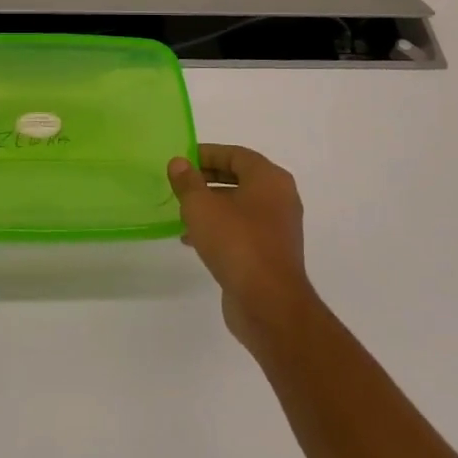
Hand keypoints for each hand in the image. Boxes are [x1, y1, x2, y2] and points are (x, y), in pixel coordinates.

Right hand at [168, 144, 315, 351]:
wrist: (269, 303)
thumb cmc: (236, 243)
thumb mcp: (201, 206)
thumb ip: (187, 181)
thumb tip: (179, 163)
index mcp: (269, 178)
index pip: (236, 154)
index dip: (207, 154)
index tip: (182, 160)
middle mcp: (279, 198)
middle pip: (239, 178)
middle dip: (207, 180)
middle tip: (180, 185)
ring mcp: (278, 228)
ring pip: (239, 206)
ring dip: (211, 206)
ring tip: (181, 213)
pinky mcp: (271, 253)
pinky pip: (242, 230)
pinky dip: (219, 228)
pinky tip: (192, 240)